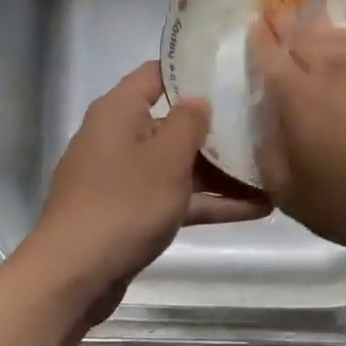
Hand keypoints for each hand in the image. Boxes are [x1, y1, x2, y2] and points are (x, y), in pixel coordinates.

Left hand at [32, 62, 269, 321]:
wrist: (75, 276)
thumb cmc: (124, 203)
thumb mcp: (166, 157)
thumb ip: (189, 122)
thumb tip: (199, 99)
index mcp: (118, 112)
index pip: (156, 74)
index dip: (192, 70)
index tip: (232, 71)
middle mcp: (118, 138)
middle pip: (172, 122)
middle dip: (216, 127)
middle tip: (262, 123)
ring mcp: (124, 178)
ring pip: (179, 164)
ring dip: (221, 171)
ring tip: (271, 170)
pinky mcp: (131, 213)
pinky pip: (175, 197)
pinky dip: (208, 202)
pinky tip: (256, 208)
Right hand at [250, 7, 345, 257]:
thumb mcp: (294, 195)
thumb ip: (270, 157)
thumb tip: (264, 129)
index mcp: (299, 97)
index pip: (271, 57)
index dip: (260, 40)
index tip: (252, 25)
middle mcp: (333, 74)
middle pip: (304, 37)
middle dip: (286, 22)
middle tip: (275, 9)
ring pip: (336, 39)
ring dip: (317, 27)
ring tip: (307, 20)